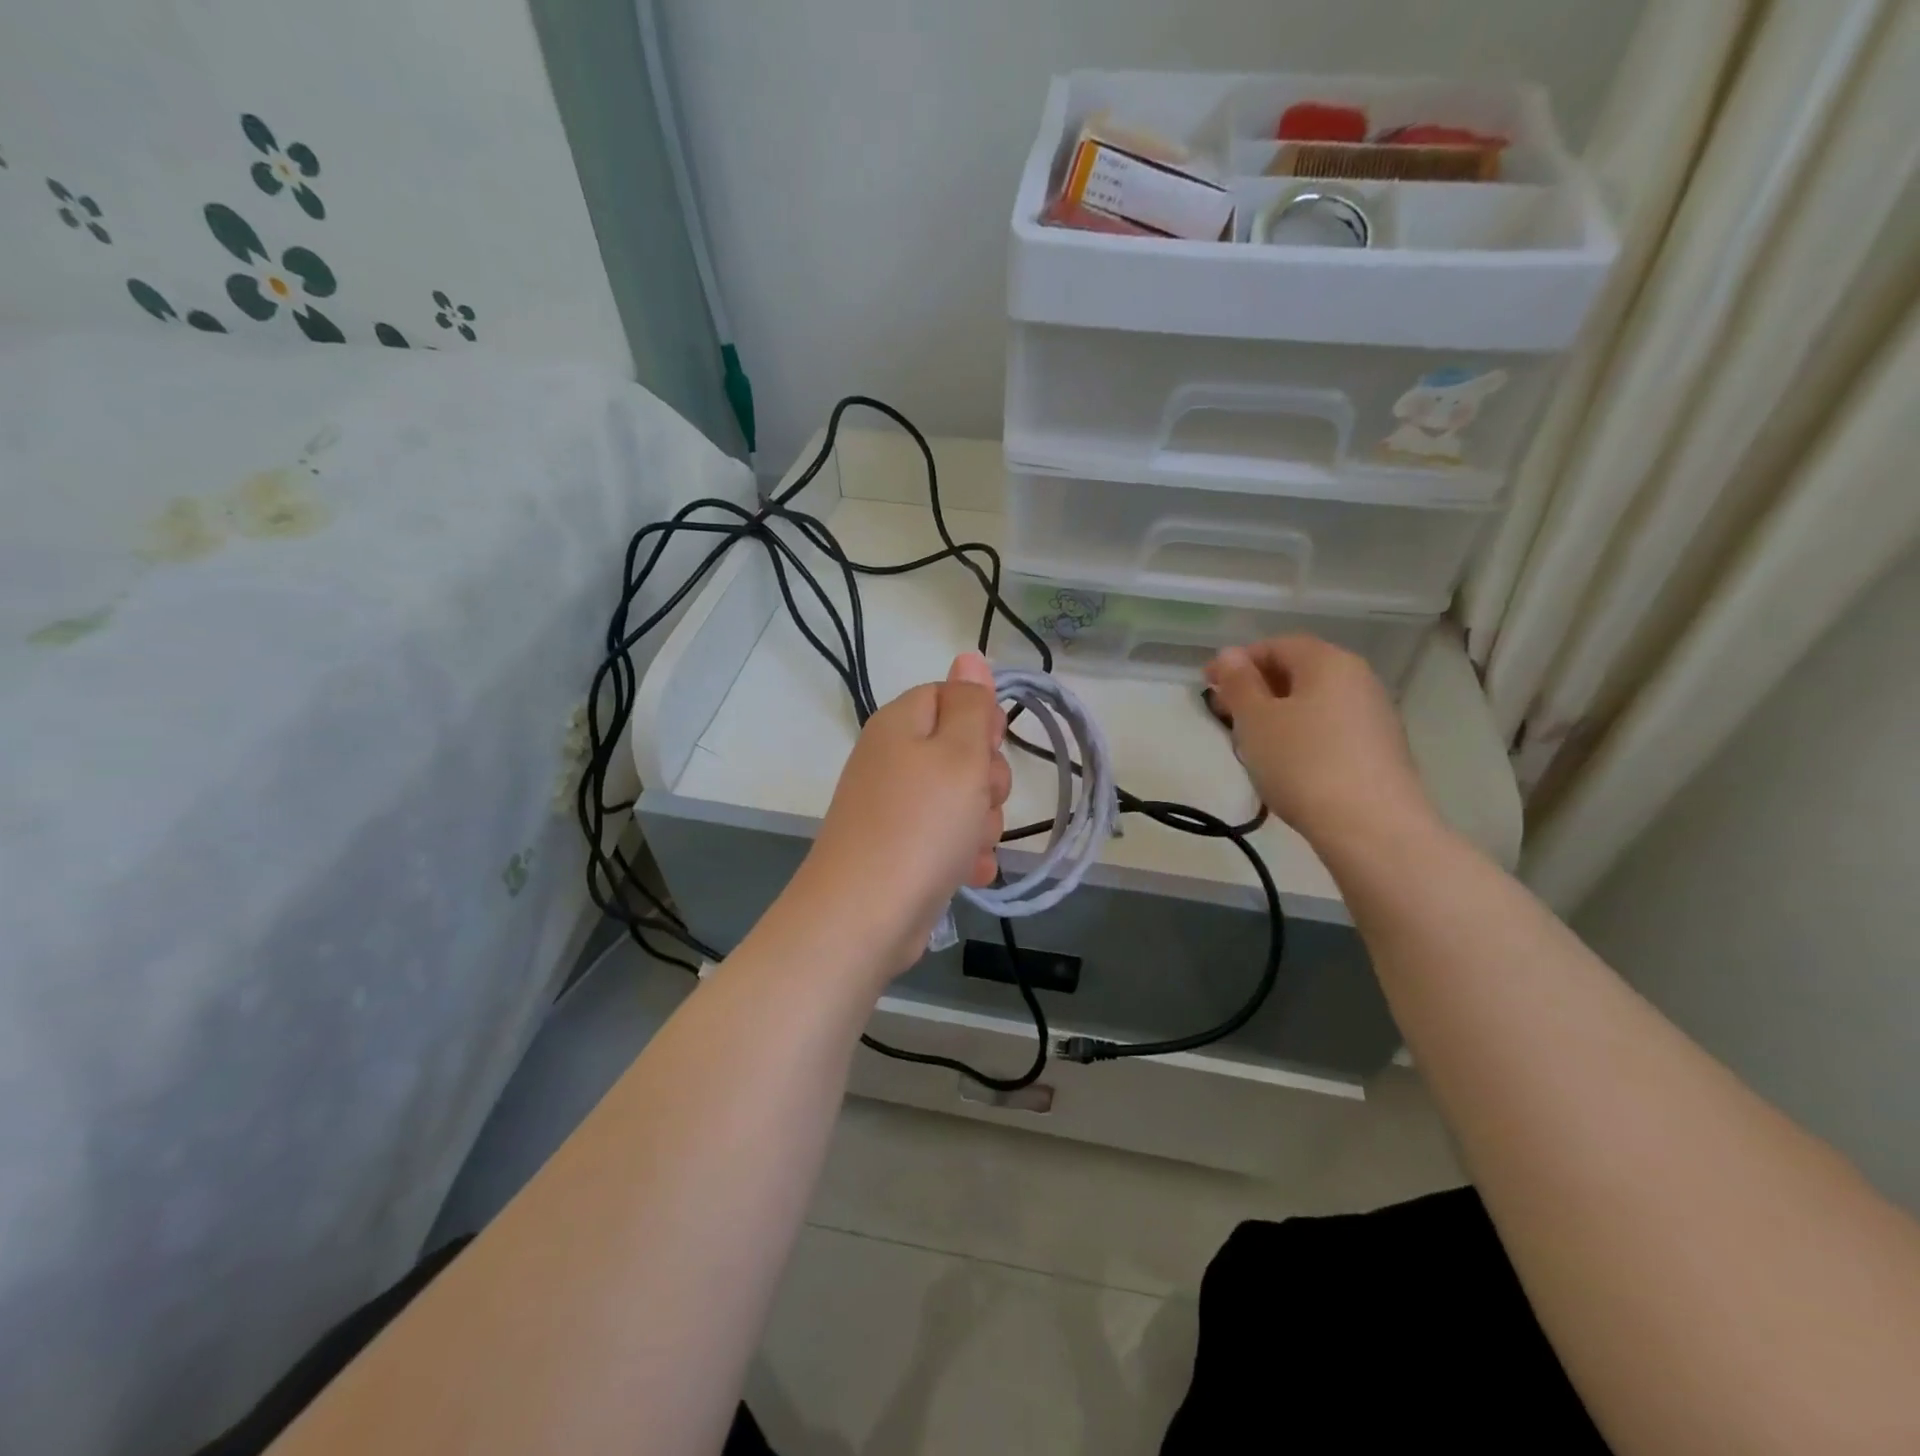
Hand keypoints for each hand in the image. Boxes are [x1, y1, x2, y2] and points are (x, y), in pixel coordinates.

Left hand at [785, 652, 1010, 977]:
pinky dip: (962, 854)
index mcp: (901, 724)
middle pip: (961, 751)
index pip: (952, 696)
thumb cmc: (920, 825)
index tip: (991, 749)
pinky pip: (945, 837)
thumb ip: (970, 704)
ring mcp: (893, 807)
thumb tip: (969, 655)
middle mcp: (892, 759)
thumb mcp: (959, 754)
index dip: (982, 721)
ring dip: (980, 823)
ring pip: (961, 799)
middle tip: (979, 802)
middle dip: (986, 780)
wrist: (863, 917)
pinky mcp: (899, 848)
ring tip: (968, 847)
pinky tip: (968, 874)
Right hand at [1204, 636, 1435, 851]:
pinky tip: (1286, 764)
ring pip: (1314, 702)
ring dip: (1277, 714)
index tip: (1207, 685)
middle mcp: (1358, 679)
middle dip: (1257, 688)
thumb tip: (1230, 653)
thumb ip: (1239, 683)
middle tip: (1224, 715)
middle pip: (1298, 671)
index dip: (1237, 661)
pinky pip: (1330, 728)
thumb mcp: (1256, 721)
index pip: (1276, 645)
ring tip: (1251, 743)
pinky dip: (1301, 735)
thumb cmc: (1303, 763)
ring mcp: (1374, 715)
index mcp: (1328, 662)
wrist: (1372, 828)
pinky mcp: (1379, 750)